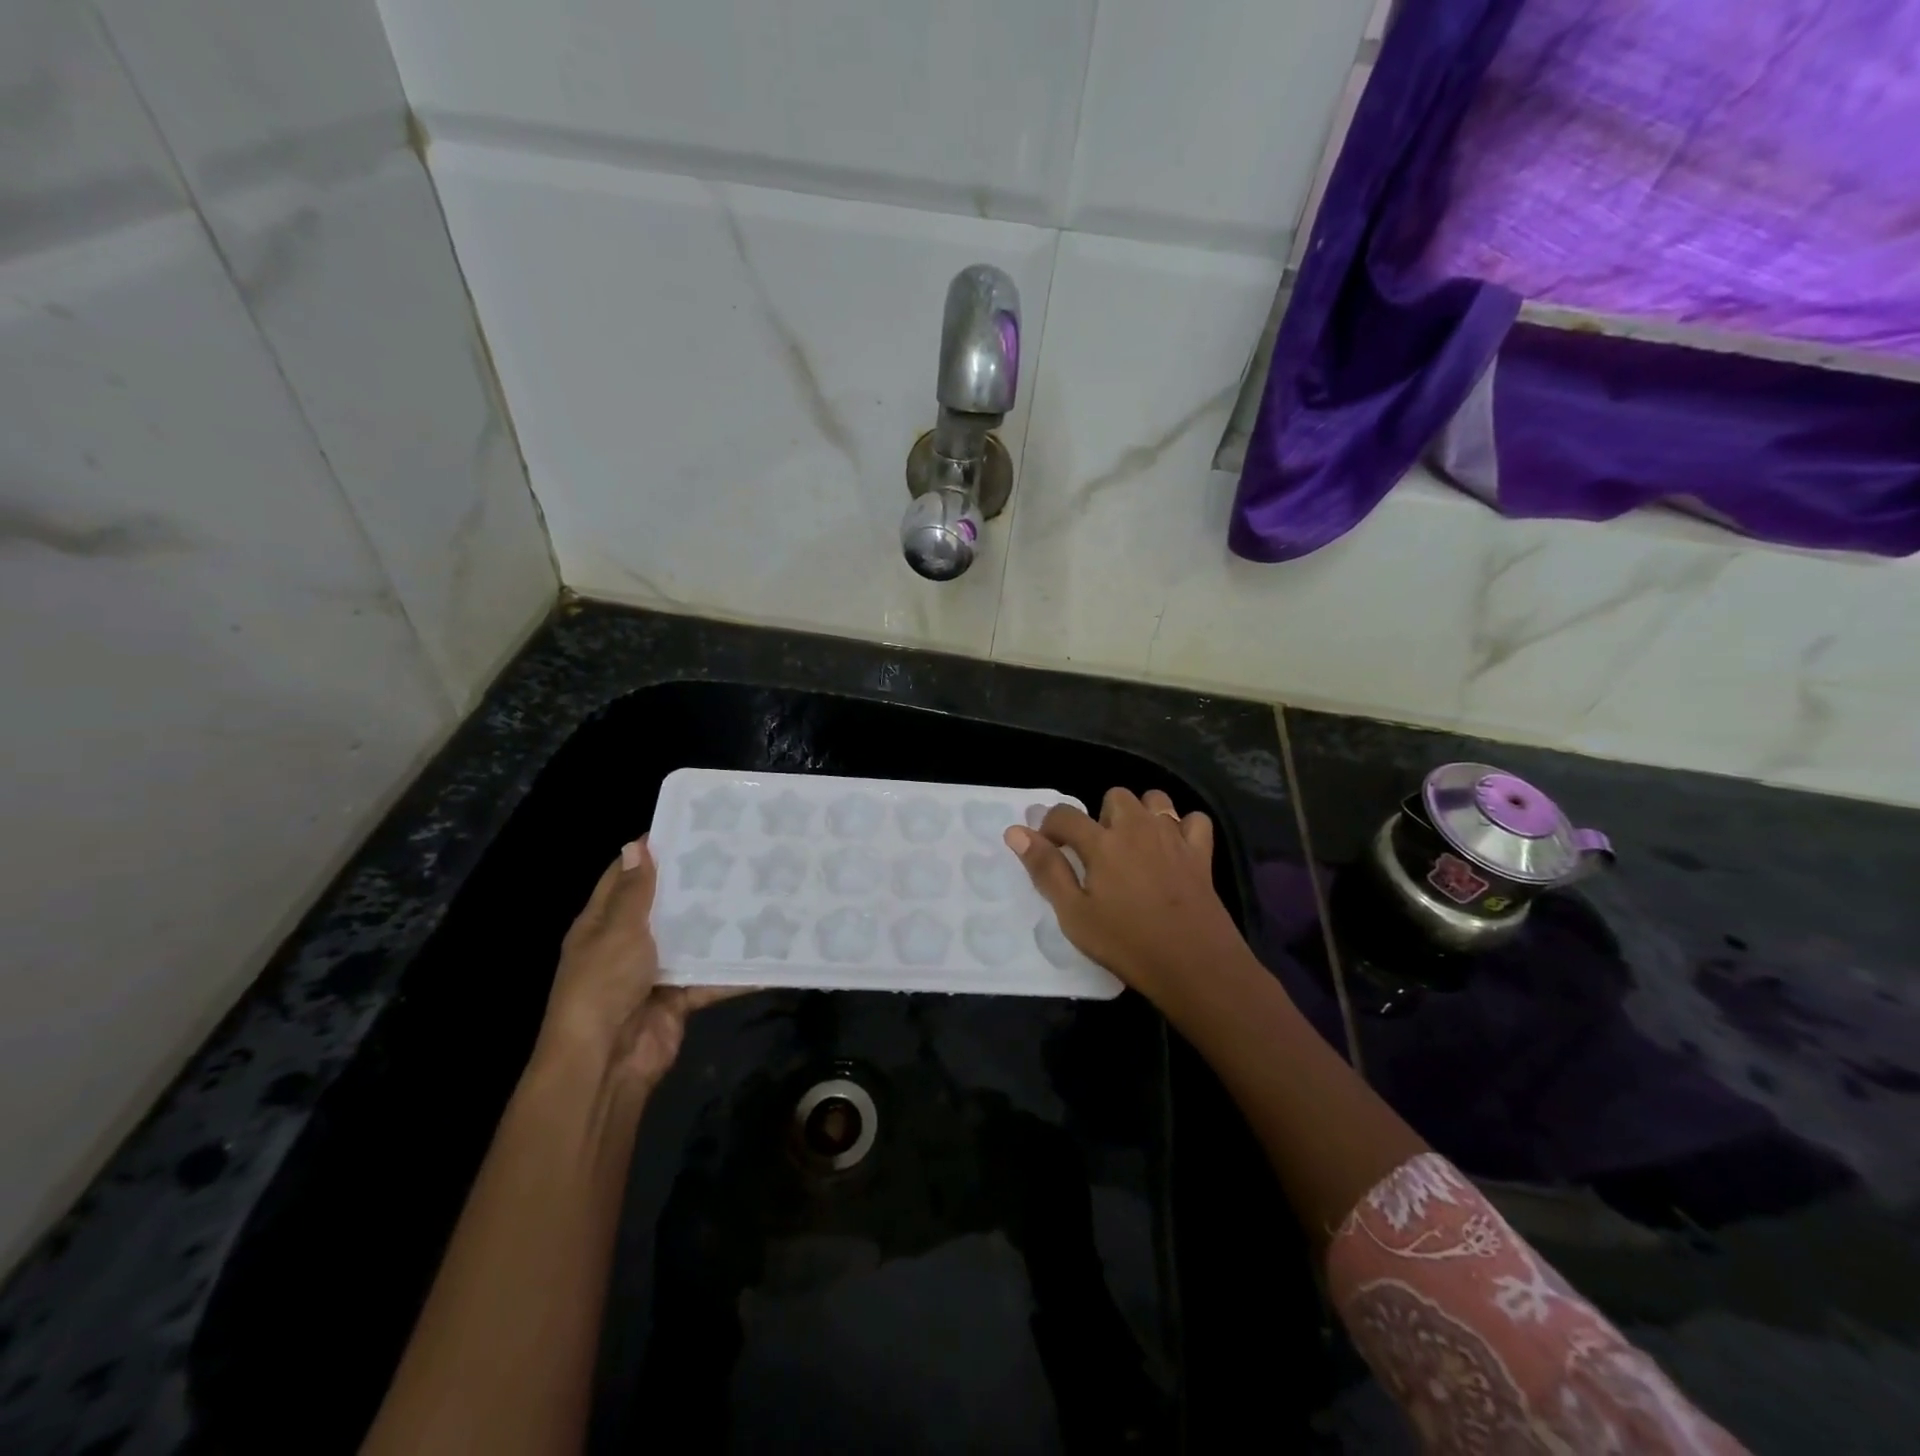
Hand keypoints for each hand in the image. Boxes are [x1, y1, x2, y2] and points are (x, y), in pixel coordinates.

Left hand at [533, 837, 737, 1095]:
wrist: (606, 1062)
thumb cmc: (603, 985)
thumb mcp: (617, 931)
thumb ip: (635, 892)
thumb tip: (637, 844)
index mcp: (603, 923)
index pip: (627, 877)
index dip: (653, 853)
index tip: (692, 827)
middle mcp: (628, 944)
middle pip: (665, 907)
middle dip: (696, 885)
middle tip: (739, 854)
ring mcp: (656, 973)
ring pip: (693, 940)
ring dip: (720, 924)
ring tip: (761, 890)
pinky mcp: (680, 998)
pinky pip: (712, 978)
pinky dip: (736, 970)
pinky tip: (769, 951)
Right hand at [1005, 788, 1245, 1005]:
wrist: (1195, 965)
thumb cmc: (1127, 943)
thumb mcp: (1074, 915)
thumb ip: (1046, 869)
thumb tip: (1015, 832)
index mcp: (1102, 843)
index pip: (1065, 814)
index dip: (1049, 826)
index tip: (1048, 848)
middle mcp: (1137, 828)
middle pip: (1114, 796)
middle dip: (1101, 816)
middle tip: (1098, 854)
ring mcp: (1173, 837)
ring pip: (1155, 799)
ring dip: (1141, 815)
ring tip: (1135, 847)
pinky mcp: (1201, 853)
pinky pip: (1194, 820)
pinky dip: (1182, 828)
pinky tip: (1174, 850)